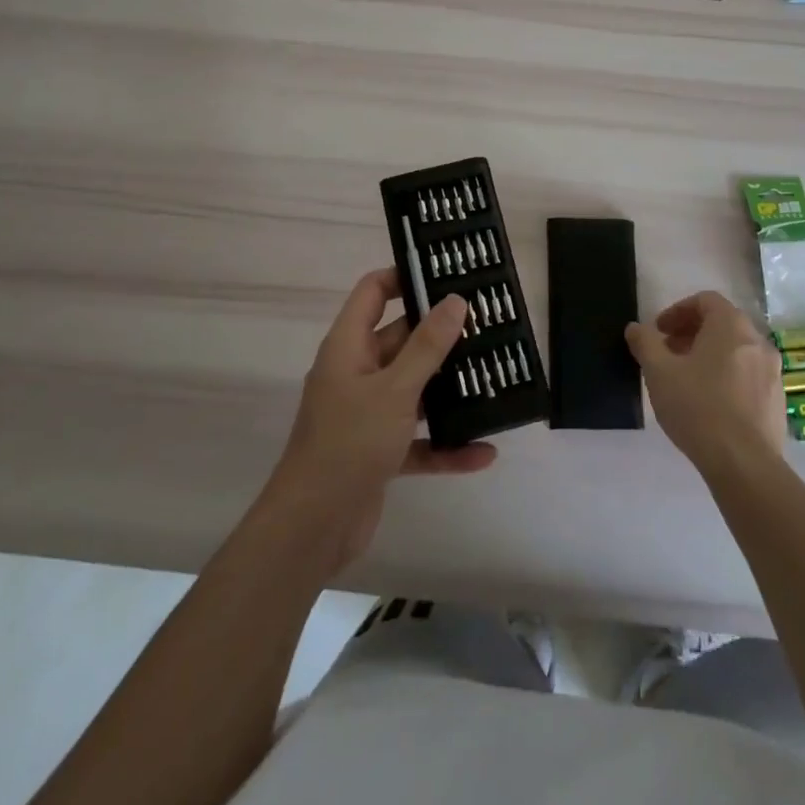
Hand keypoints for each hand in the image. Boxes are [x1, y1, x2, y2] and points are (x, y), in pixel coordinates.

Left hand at [266, 268, 496, 569]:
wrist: (312, 528)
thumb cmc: (350, 442)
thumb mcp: (395, 389)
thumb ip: (427, 345)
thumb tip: (455, 301)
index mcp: (348, 346)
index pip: (373, 292)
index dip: (404, 277)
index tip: (446, 276)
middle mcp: (355, 373)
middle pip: (400, 339)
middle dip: (440, 335)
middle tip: (486, 326)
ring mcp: (366, 413)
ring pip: (412, 389)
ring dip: (447, 389)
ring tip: (492, 377)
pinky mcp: (378, 451)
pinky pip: (417, 438)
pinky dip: (445, 444)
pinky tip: (483, 452)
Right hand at [627, 291, 785, 477]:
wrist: (744, 464)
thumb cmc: (698, 407)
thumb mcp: (659, 372)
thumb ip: (645, 343)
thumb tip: (635, 328)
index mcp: (731, 326)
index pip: (705, 300)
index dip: (678, 311)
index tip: (659, 332)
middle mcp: (757, 341)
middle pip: (722, 324)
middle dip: (692, 334)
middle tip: (668, 354)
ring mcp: (773, 372)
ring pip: (737, 351)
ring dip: (710, 355)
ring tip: (686, 379)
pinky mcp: (777, 401)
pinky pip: (748, 375)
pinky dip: (727, 377)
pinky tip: (710, 404)